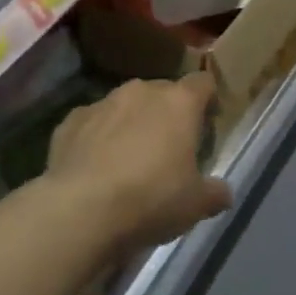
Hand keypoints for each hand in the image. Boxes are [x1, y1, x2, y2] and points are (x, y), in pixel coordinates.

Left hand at [43, 75, 232, 257]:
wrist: (80, 211)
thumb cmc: (151, 199)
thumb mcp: (195, 205)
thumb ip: (214, 193)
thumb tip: (224, 193)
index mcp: (180, 102)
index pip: (203, 83)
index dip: (208, 100)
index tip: (208, 123)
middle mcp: (142, 91)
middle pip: (163, 92)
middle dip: (167, 114)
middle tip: (169, 148)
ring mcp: (103, 103)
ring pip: (125, 105)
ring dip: (131, 123)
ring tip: (129, 160)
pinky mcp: (70, 121)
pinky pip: (92, 123)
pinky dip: (97, 138)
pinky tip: (95, 168)